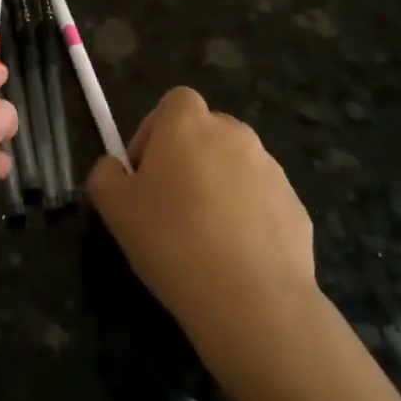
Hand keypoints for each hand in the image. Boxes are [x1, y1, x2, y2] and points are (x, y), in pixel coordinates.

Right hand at [88, 88, 318, 379]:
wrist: (251, 298)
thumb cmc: (171, 240)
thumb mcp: (114, 208)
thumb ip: (106, 175)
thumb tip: (116, 168)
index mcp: (188, 123)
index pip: (174, 103)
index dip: (155, 131)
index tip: (145, 172)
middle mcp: (234, 133)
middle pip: (206, 133)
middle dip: (187, 159)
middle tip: (169, 205)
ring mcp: (271, 169)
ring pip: (235, 166)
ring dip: (218, 187)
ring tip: (203, 237)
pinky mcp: (295, 205)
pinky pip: (261, 200)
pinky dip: (247, 217)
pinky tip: (234, 256)